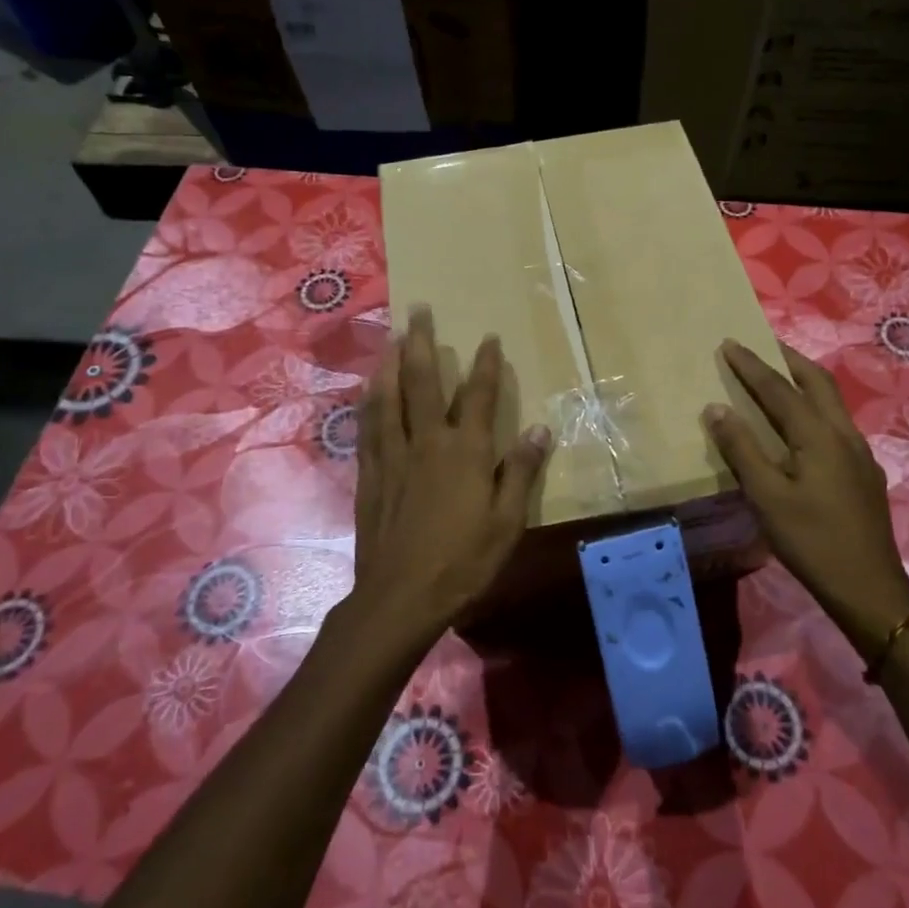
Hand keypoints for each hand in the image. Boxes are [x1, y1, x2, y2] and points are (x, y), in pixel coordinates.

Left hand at [351, 307, 552, 642]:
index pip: (478, 396)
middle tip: (418, 310)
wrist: (401, 596)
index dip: (485, 364)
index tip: (487, 337)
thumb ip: (520, 471)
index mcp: (465, 451)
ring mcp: (393, 456)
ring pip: (387, 397)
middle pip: (421, 382)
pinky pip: (368, 427)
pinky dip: (369, 402)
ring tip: (389, 336)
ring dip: (388, 362)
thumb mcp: (507, 521)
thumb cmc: (463, 561)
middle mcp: (426, 442)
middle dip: (421, 342)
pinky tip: (368, 391)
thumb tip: (540, 428)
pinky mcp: (370, 474)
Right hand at [705, 339, 908, 646]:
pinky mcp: (864, 472)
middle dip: (787, 359)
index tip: (729, 342)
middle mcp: (843, 434)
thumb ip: (742, 449)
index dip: (751, 365)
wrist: (869, 588)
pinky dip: (813, 407)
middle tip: (762, 345)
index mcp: (819, 435)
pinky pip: (835, 423)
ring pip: (831, 401)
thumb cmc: (812, 541)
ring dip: (804, 381)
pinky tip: (801, 427)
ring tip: (778, 377)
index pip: (778, 389)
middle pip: (817, 382)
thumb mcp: (767, 497)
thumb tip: (716, 408)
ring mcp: (859, 452)